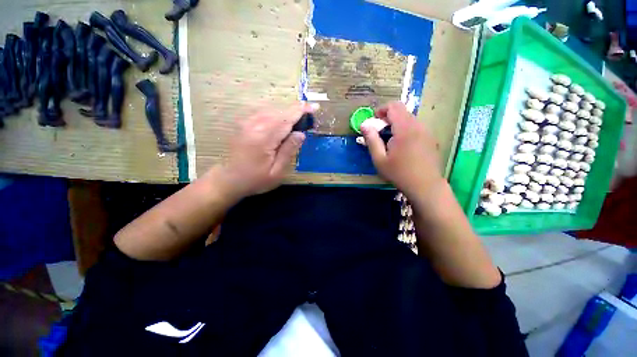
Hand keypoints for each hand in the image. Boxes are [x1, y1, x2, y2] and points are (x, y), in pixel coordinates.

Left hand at [214, 102, 317, 199]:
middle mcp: (254, 125)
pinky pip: (264, 114)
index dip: (301, 111)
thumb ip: (289, 151)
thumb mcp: (277, 171)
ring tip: (298, 121)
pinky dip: (276, 116)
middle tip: (309, 118)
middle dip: (296, 112)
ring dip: (287, 114)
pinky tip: (282, 124)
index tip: (315, 107)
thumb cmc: (255, 180)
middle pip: (280, 112)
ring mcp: (247, 123)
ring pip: (272, 111)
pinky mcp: (244, 124)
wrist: (228, 180)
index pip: (286, 119)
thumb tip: (301, 134)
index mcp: (264, 137)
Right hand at [361, 101, 442, 198]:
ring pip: (409, 119)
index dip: (382, 110)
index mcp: (405, 129)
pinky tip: (401, 146)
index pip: (394, 106)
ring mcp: (426, 131)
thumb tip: (364, 125)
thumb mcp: (380, 159)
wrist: (425, 186)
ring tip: (389, 141)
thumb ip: (371, 140)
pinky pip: (415, 127)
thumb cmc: (399, 173)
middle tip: (378, 133)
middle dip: (387, 118)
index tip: (374, 121)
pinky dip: (405, 130)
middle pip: (402, 112)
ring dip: (396, 125)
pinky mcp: (430, 138)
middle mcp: (418, 125)